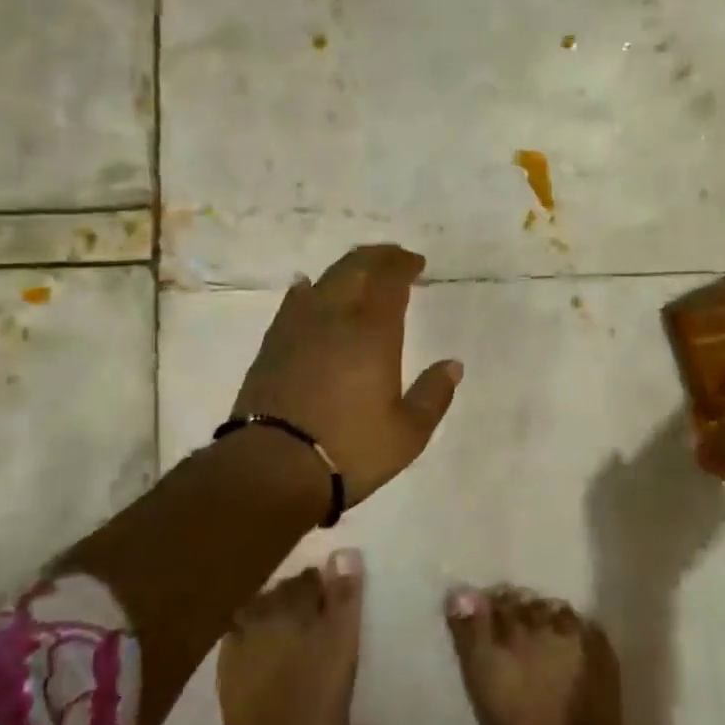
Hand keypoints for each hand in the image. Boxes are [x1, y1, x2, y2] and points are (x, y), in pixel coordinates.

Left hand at [231, 244, 462, 507]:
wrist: (272, 467)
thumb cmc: (350, 450)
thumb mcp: (408, 433)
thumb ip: (433, 395)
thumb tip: (453, 365)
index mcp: (373, 331)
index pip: (389, 279)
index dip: (404, 265)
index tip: (417, 263)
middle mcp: (336, 317)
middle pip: (356, 268)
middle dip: (379, 257)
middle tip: (394, 258)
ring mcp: (299, 326)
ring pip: (325, 279)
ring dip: (347, 267)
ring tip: (361, 270)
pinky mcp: (273, 342)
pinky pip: (295, 301)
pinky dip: (309, 288)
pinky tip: (310, 288)